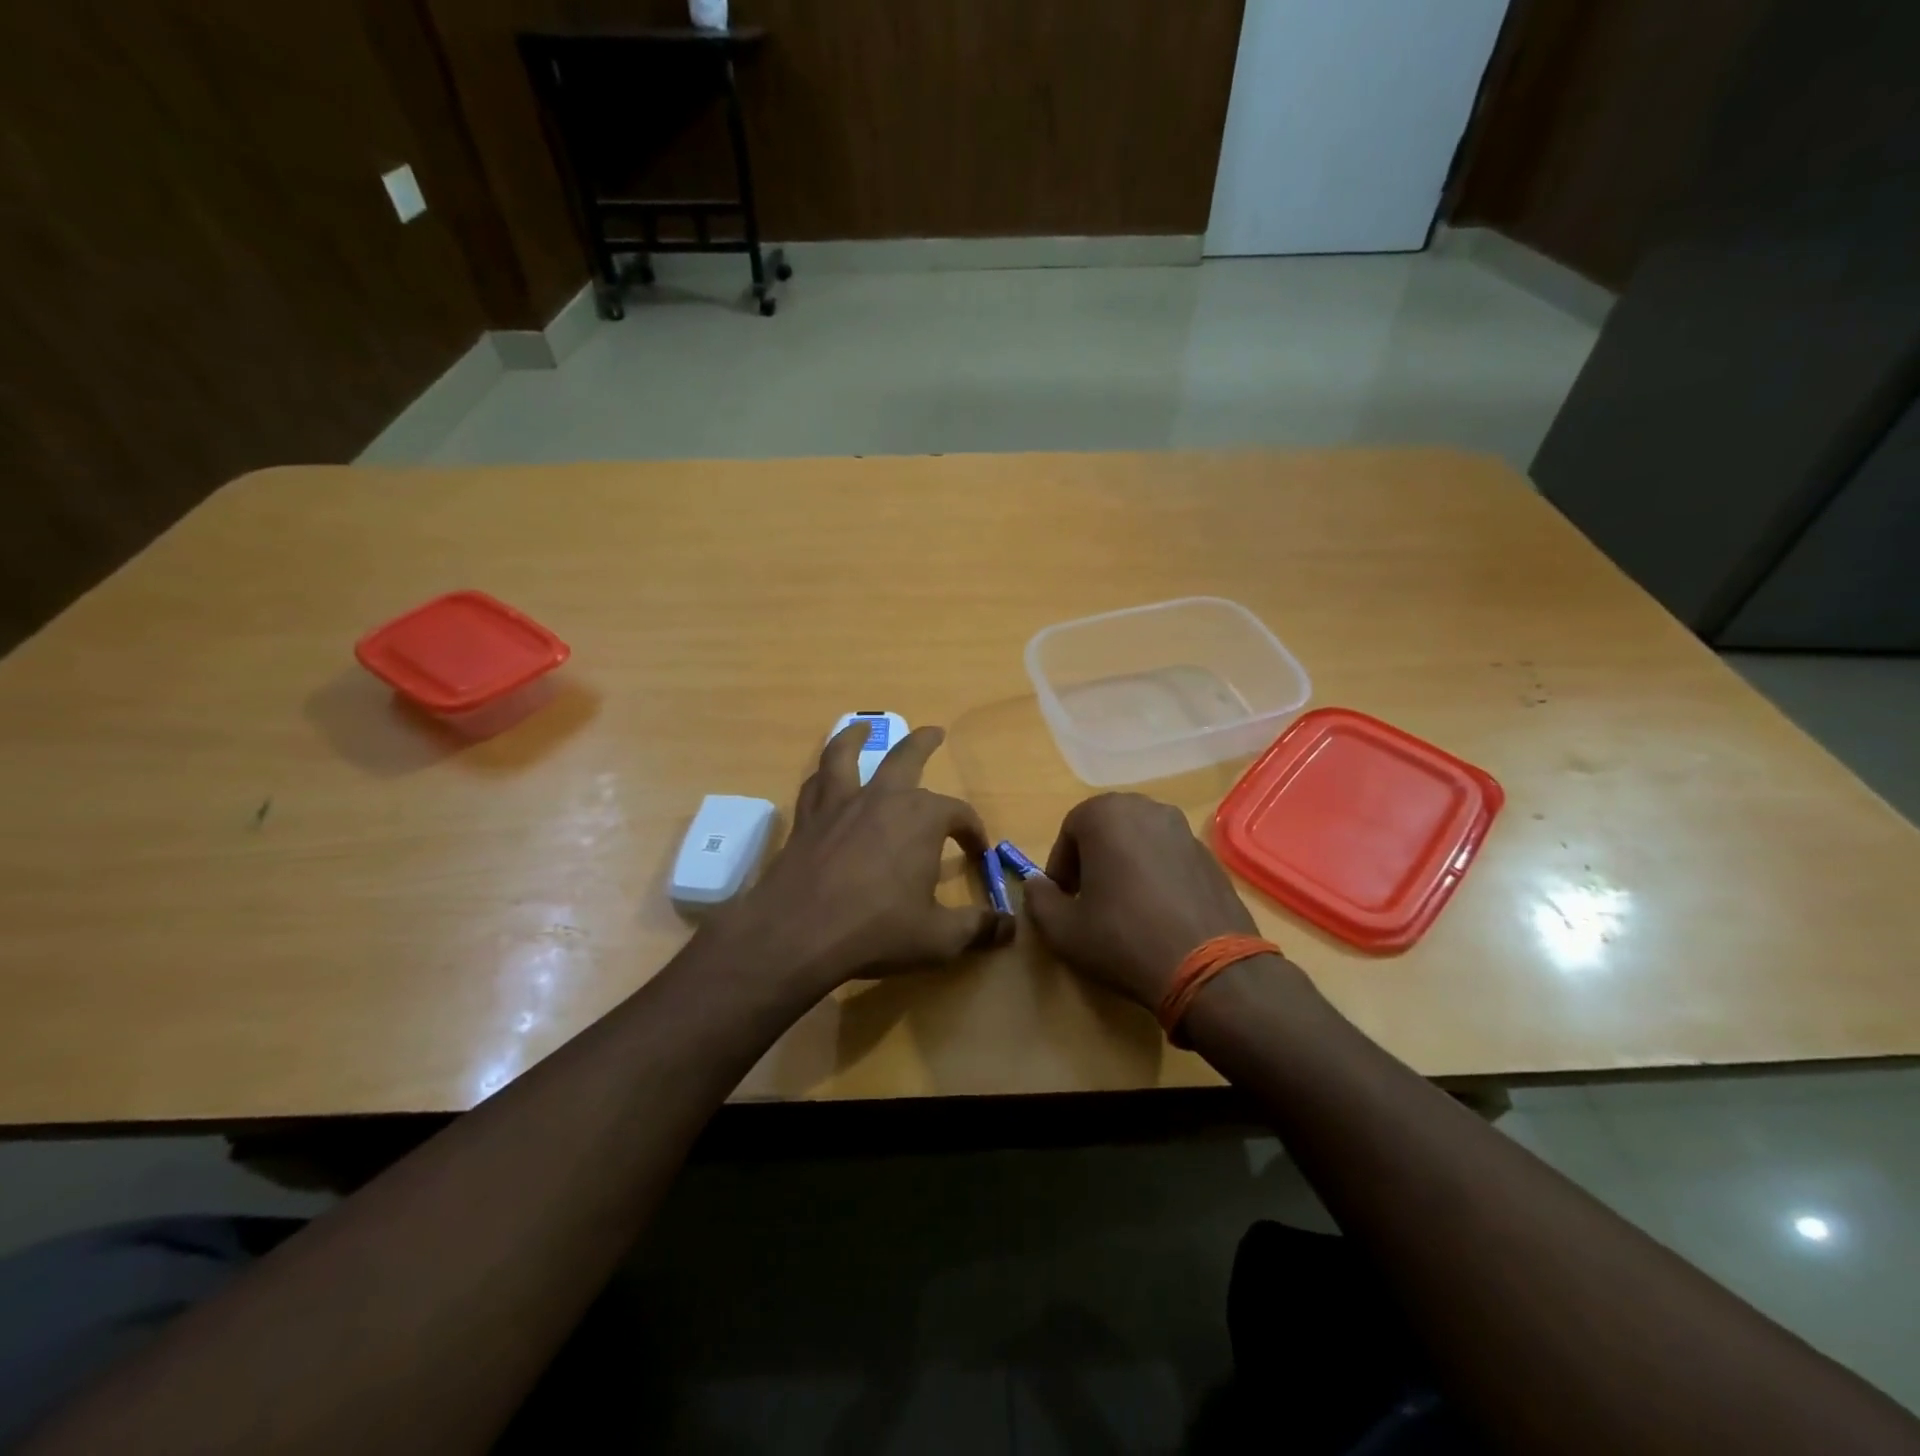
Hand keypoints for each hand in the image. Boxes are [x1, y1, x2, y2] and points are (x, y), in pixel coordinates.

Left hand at [720, 724, 1013, 991]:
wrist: (797, 933)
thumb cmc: (877, 930)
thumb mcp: (939, 937)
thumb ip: (978, 928)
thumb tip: (1010, 927)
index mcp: (922, 818)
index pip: (959, 813)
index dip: (973, 831)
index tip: (977, 853)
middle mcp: (882, 798)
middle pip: (906, 757)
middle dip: (924, 743)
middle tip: (935, 733)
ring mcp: (839, 805)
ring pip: (846, 754)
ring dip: (856, 736)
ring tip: (863, 726)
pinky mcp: (807, 820)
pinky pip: (815, 785)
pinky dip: (822, 775)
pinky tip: (823, 778)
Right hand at [1024, 793, 1258, 1008]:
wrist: (1209, 968)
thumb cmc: (1123, 939)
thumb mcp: (1063, 929)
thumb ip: (1039, 899)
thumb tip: (1035, 884)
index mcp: (1107, 815)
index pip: (1070, 829)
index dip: (1061, 865)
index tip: (1063, 897)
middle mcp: (1147, 809)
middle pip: (1107, 828)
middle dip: (1093, 858)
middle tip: (1089, 898)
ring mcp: (1184, 830)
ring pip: (1140, 840)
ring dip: (1126, 864)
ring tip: (1124, 906)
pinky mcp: (1209, 856)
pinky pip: (1169, 857)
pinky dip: (1157, 874)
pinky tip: (1158, 913)